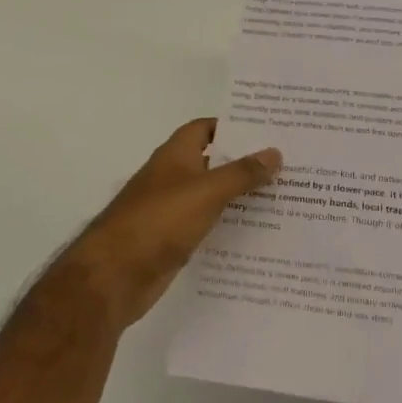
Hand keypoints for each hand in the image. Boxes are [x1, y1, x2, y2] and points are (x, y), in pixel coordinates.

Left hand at [56, 119, 281, 330]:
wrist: (114, 276)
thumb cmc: (159, 221)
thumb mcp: (207, 192)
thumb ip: (242, 173)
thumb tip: (274, 152)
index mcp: (176, 154)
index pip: (206, 128)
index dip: (233, 126)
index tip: (268, 129)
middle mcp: (173, 177)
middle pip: (213, 161)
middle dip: (245, 161)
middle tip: (286, 162)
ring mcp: (171, 210)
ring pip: (212, 195)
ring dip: (240, 195)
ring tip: (282, 195)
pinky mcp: (173, 240)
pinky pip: (207, 224)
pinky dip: (228, 224)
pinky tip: (257, 232)